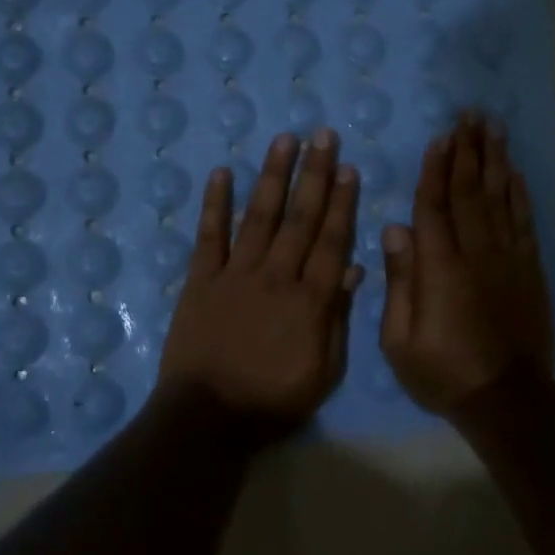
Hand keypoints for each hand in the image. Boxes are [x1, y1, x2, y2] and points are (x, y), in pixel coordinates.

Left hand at [156, 129, 363, 436]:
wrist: (207, 418)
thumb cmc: (273, 400)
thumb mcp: (323, 372)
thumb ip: (337, 319)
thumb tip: (353, 271)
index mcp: (309, 300)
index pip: (331, 241)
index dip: (342, 204)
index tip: (349, 169)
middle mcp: (275, 276)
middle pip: (299, 219)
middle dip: (314, 175)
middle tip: (323, 135)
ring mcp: (235, 275)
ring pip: (259, 216)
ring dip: (273, 176)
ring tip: (284, 140)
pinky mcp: (200, 281)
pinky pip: (209, 237)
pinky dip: (215, 204)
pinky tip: (221, 173)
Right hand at [380, 112, 554, 415]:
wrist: (506, 398)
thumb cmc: (443, 372)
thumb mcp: (400, 341)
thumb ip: (399, 281)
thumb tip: (396, 229)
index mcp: (440, 268)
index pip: (435, 206)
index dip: (436, 169)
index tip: (439, 137)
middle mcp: (476, 252)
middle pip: (470, 191)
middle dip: (468, 150)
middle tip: (469, 115)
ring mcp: (507, 258)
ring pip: (499, 198)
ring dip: (495, 160)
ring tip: (492, 128)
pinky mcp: (529, 268)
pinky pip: (523, 221)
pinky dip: (519, 193)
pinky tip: (514, 171)